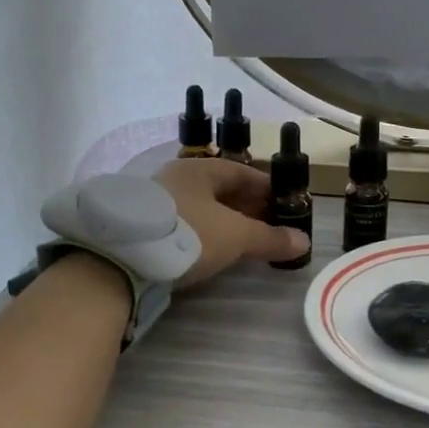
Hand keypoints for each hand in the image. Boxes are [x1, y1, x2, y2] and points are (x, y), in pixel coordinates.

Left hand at [156, 158, 308, 287]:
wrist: (123, 258)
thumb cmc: (188, 233)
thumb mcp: (236, 236)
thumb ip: (270, 238)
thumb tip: (304, 241)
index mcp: (198, 169)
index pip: (240, 171)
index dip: (264, 186)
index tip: (282, 201)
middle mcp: (175, 178)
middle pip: (218, 189)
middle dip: (245, 205)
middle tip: (266, 223)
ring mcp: (155, 202)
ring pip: (199, 207)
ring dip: (222, 220)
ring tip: (241, 239)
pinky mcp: (141, 226)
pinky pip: (182, 224)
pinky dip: (201, 233)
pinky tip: (208, 249)